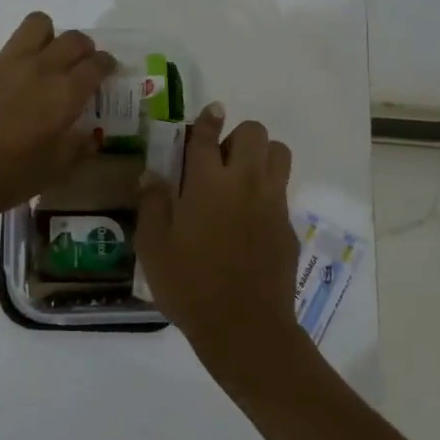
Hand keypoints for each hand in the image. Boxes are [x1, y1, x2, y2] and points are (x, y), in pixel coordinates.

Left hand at [0, 0, 116, 217]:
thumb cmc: (11, 178)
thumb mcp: (56, 169)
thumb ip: (77, 148)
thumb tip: (91, 137)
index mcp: (64, 94)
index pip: (97, 66)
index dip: (106, 65)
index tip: (106, 70)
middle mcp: (38, 69)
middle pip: (72, 40)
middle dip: (82, 47)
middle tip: (78, 61)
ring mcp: (0, 63)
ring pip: (33, 25)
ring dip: (43, 30)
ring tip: (40, 44)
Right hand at [135, 106, 301, 363]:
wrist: (244, 327)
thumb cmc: (189, 285)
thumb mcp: (153, 247)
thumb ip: (152, 204)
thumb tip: (151, 175)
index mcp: (207, 183)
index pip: (208, 136)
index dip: (208, 120)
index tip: (210, 112)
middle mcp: (244, 183)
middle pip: (254, 133)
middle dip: (238, 136)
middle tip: (219, 160)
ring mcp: (272, 202)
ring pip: (279, 154)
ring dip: (261, 156)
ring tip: (241, 179)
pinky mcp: (288, 225)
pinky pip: (282, 190)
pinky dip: (267, 190)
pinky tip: (250, 217)